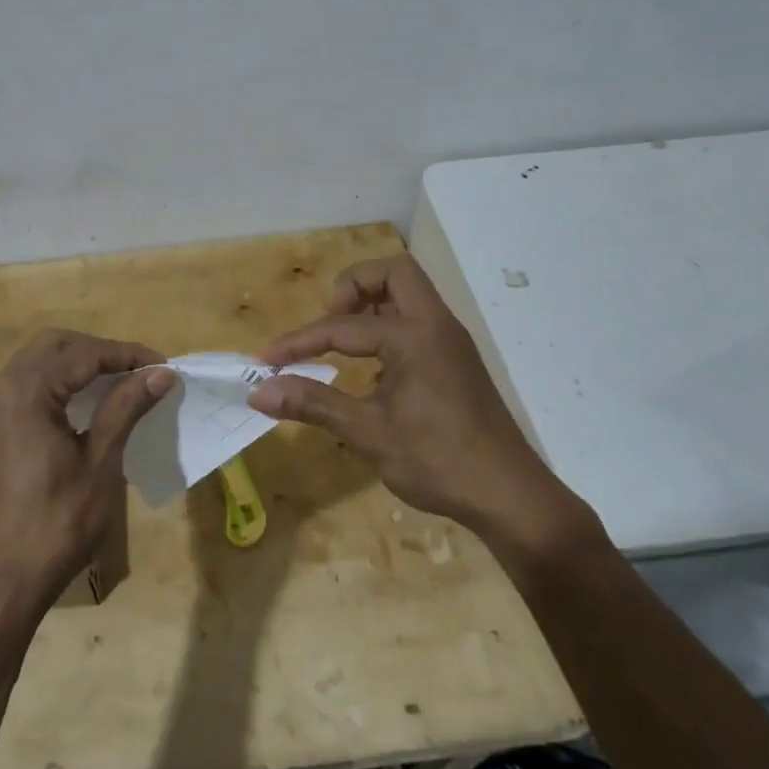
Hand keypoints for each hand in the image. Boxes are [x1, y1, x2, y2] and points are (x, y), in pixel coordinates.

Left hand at [0, 329, 175, 613]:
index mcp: (25, 392)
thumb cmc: (55, 525)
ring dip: (76, 364)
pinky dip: (55, 382)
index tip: (163, 366)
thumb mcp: (99, 464)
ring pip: (36, 362)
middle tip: (138, 371)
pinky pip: (23, 386)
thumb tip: (160, 372)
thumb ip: (125, 408)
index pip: (83, 353)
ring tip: (117, 383)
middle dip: (99, 351)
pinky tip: (82, 405)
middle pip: (54, 345)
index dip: (127, 354)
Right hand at [249, 255, 603, 562]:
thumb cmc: (437, 461)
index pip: (343, 325)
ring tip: (343, 343)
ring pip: (409, 294)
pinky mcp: (456, 361)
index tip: (267, 361)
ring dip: (372, 305)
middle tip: (330, 324)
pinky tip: (372, 370)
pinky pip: (417, 321)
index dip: (300, 341)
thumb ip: (313, 404)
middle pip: (392, 273)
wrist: (509, 496)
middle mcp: (436, 325)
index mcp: (414, 335)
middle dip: (352, 288)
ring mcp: (450, 342)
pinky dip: (389, 327)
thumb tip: (258, 393)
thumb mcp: (368, 433)